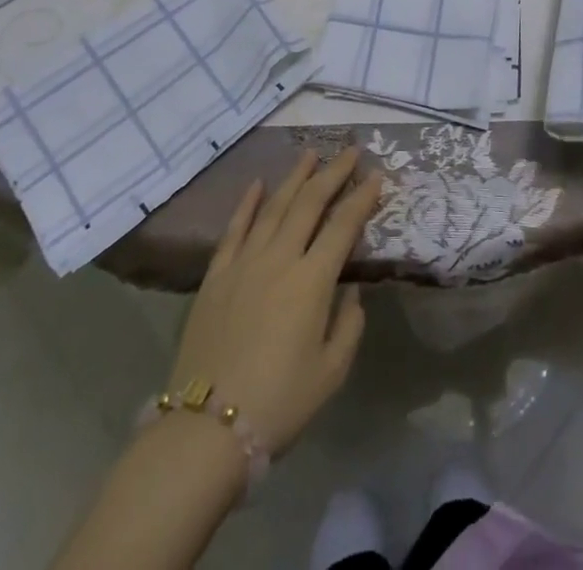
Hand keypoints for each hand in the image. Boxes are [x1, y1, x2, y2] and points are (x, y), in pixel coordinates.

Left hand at [163, 149, 382, 455]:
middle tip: (350, 150)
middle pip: (310, 203)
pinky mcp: (215, 276)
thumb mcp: (330, 373)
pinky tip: (258, 184)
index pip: (343, 225)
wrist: (205, 431)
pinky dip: (248, 203)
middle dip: (333, 173)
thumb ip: (348, 327)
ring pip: (274, 207)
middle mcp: (279, 259)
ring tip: (310, 153)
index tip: (377, 175)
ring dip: (295, 177)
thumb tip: (351, 294)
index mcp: (312, 281)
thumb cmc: (278, 404)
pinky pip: (235, 229)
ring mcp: (244, 263)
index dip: (362, 197)